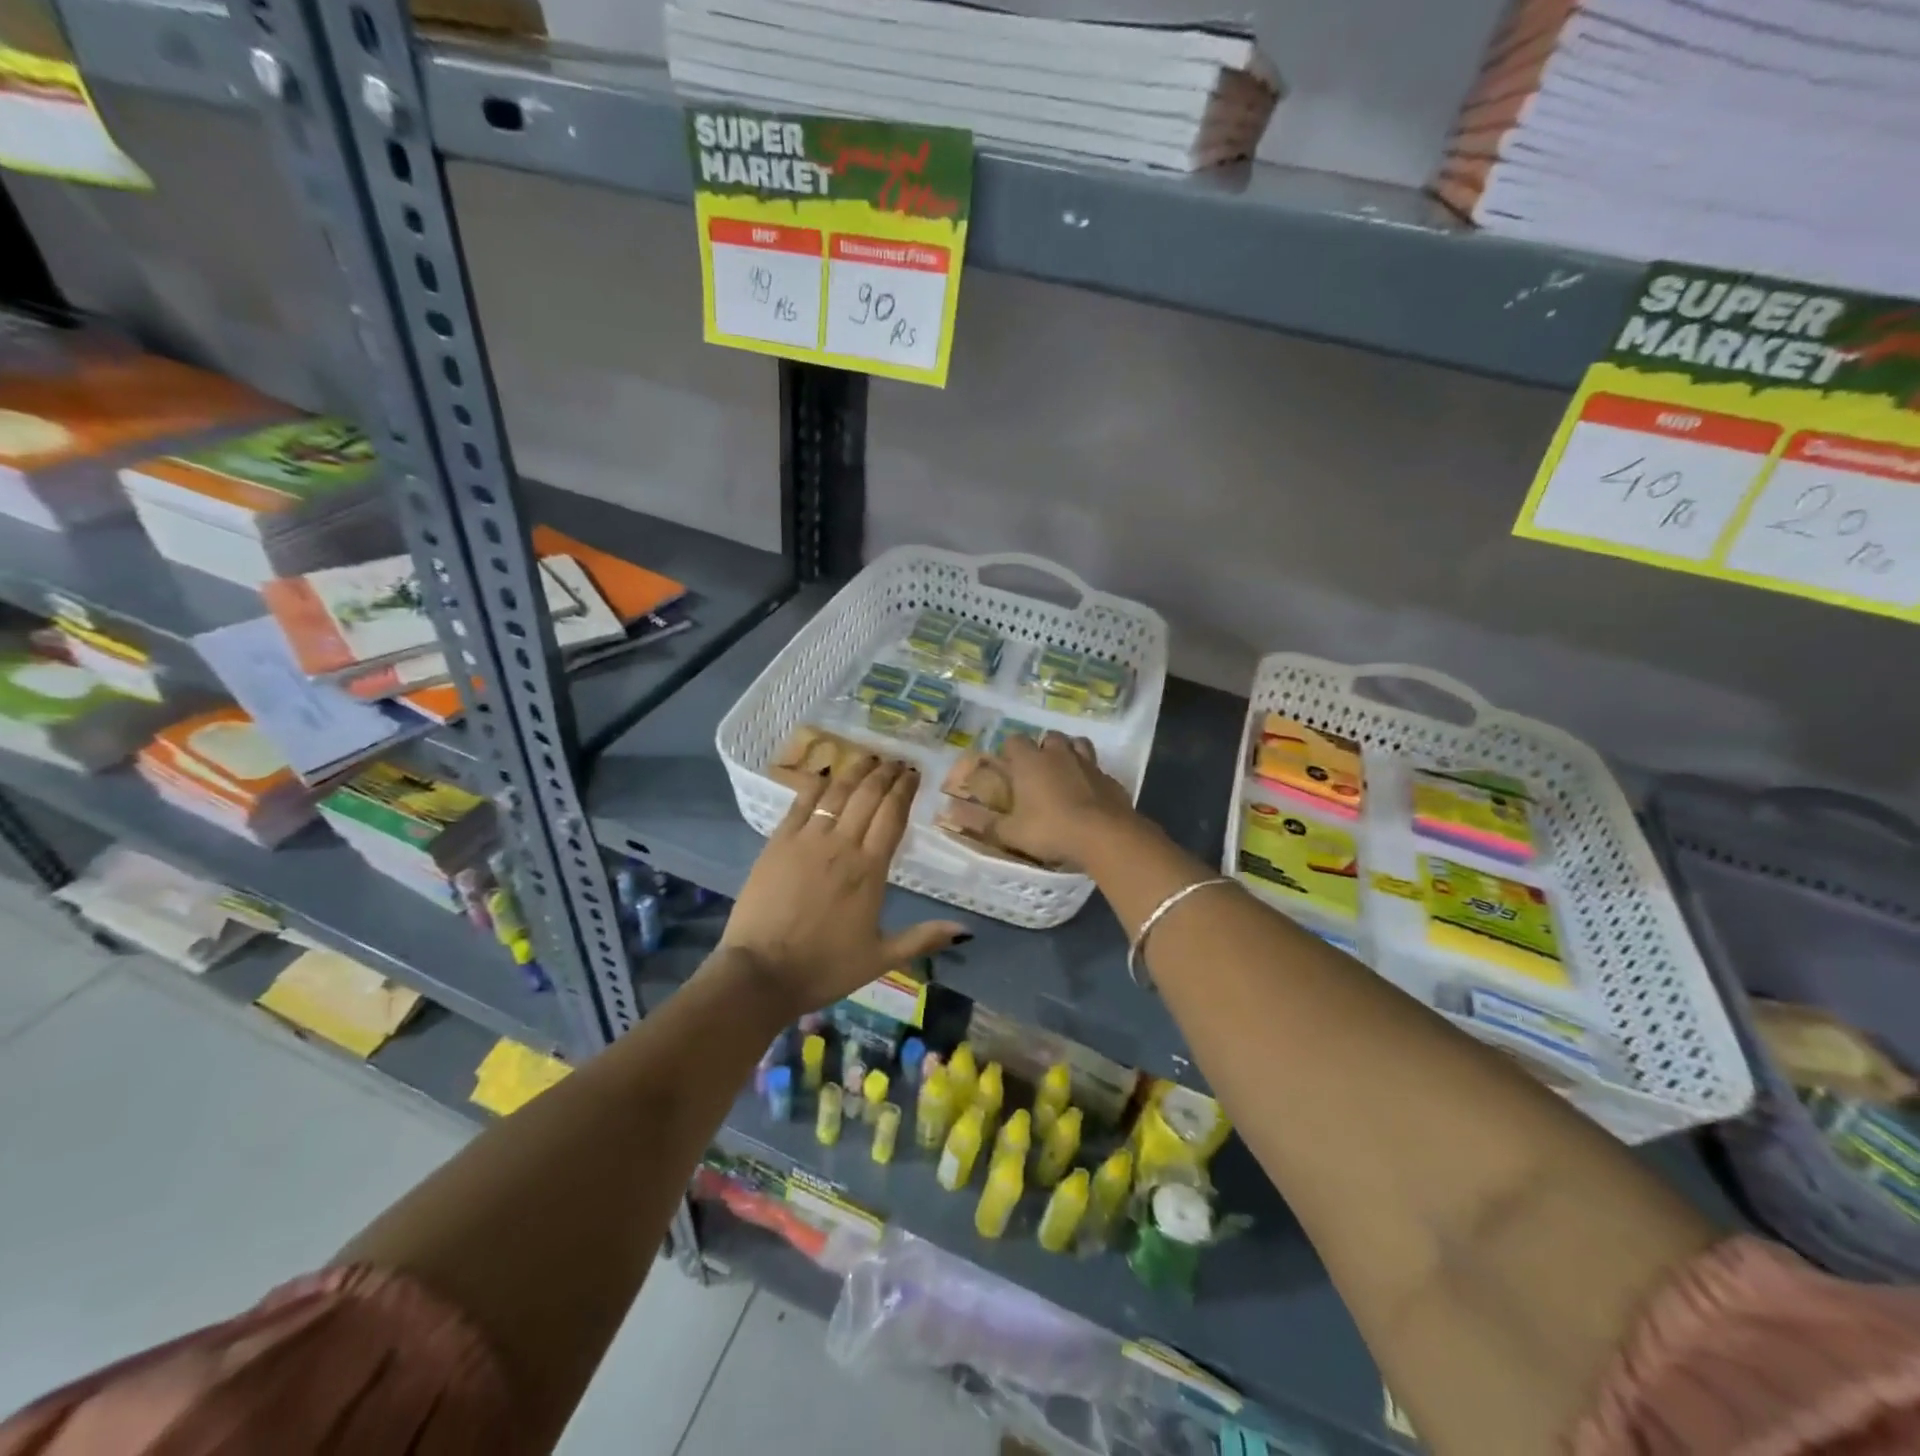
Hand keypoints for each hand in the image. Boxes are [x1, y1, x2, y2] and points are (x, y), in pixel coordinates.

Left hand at [717, 755, 964, 1017]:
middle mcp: (842, 845)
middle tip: (895, 761)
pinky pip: (801, 803)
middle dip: (884, 774)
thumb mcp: (881, 958)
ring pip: (836, 793)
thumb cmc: (825, 967)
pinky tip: (825, 774)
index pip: (892, 815)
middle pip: (867, 796)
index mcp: (870, 870)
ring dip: (855, 772)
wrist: (761, 973)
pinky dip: (816, 785)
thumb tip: (966, 932)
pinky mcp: (777, 843)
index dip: (904, 790)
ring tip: (868, 758)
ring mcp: (807, 840)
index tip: (913, 773)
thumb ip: (923, 939)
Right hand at [990, 732, 1141, 869]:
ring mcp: (1088, 764)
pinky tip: (1089, 795)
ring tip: (1065, 774)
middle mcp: (1059, 754)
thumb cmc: (1051, 830)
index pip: (1015, 740)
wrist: (1104, 836)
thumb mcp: (1012, 833)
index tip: (1009, 767)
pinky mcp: (1111, 779)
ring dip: (1070, 754)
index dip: (1010, 751)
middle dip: (1043, 748)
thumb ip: (986, 822)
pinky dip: (1091, 777)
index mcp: (1031, 762)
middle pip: (1049, 737)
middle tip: (1038, 772)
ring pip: (1078, 745)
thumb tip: (954, 814)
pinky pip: (1098, 769)